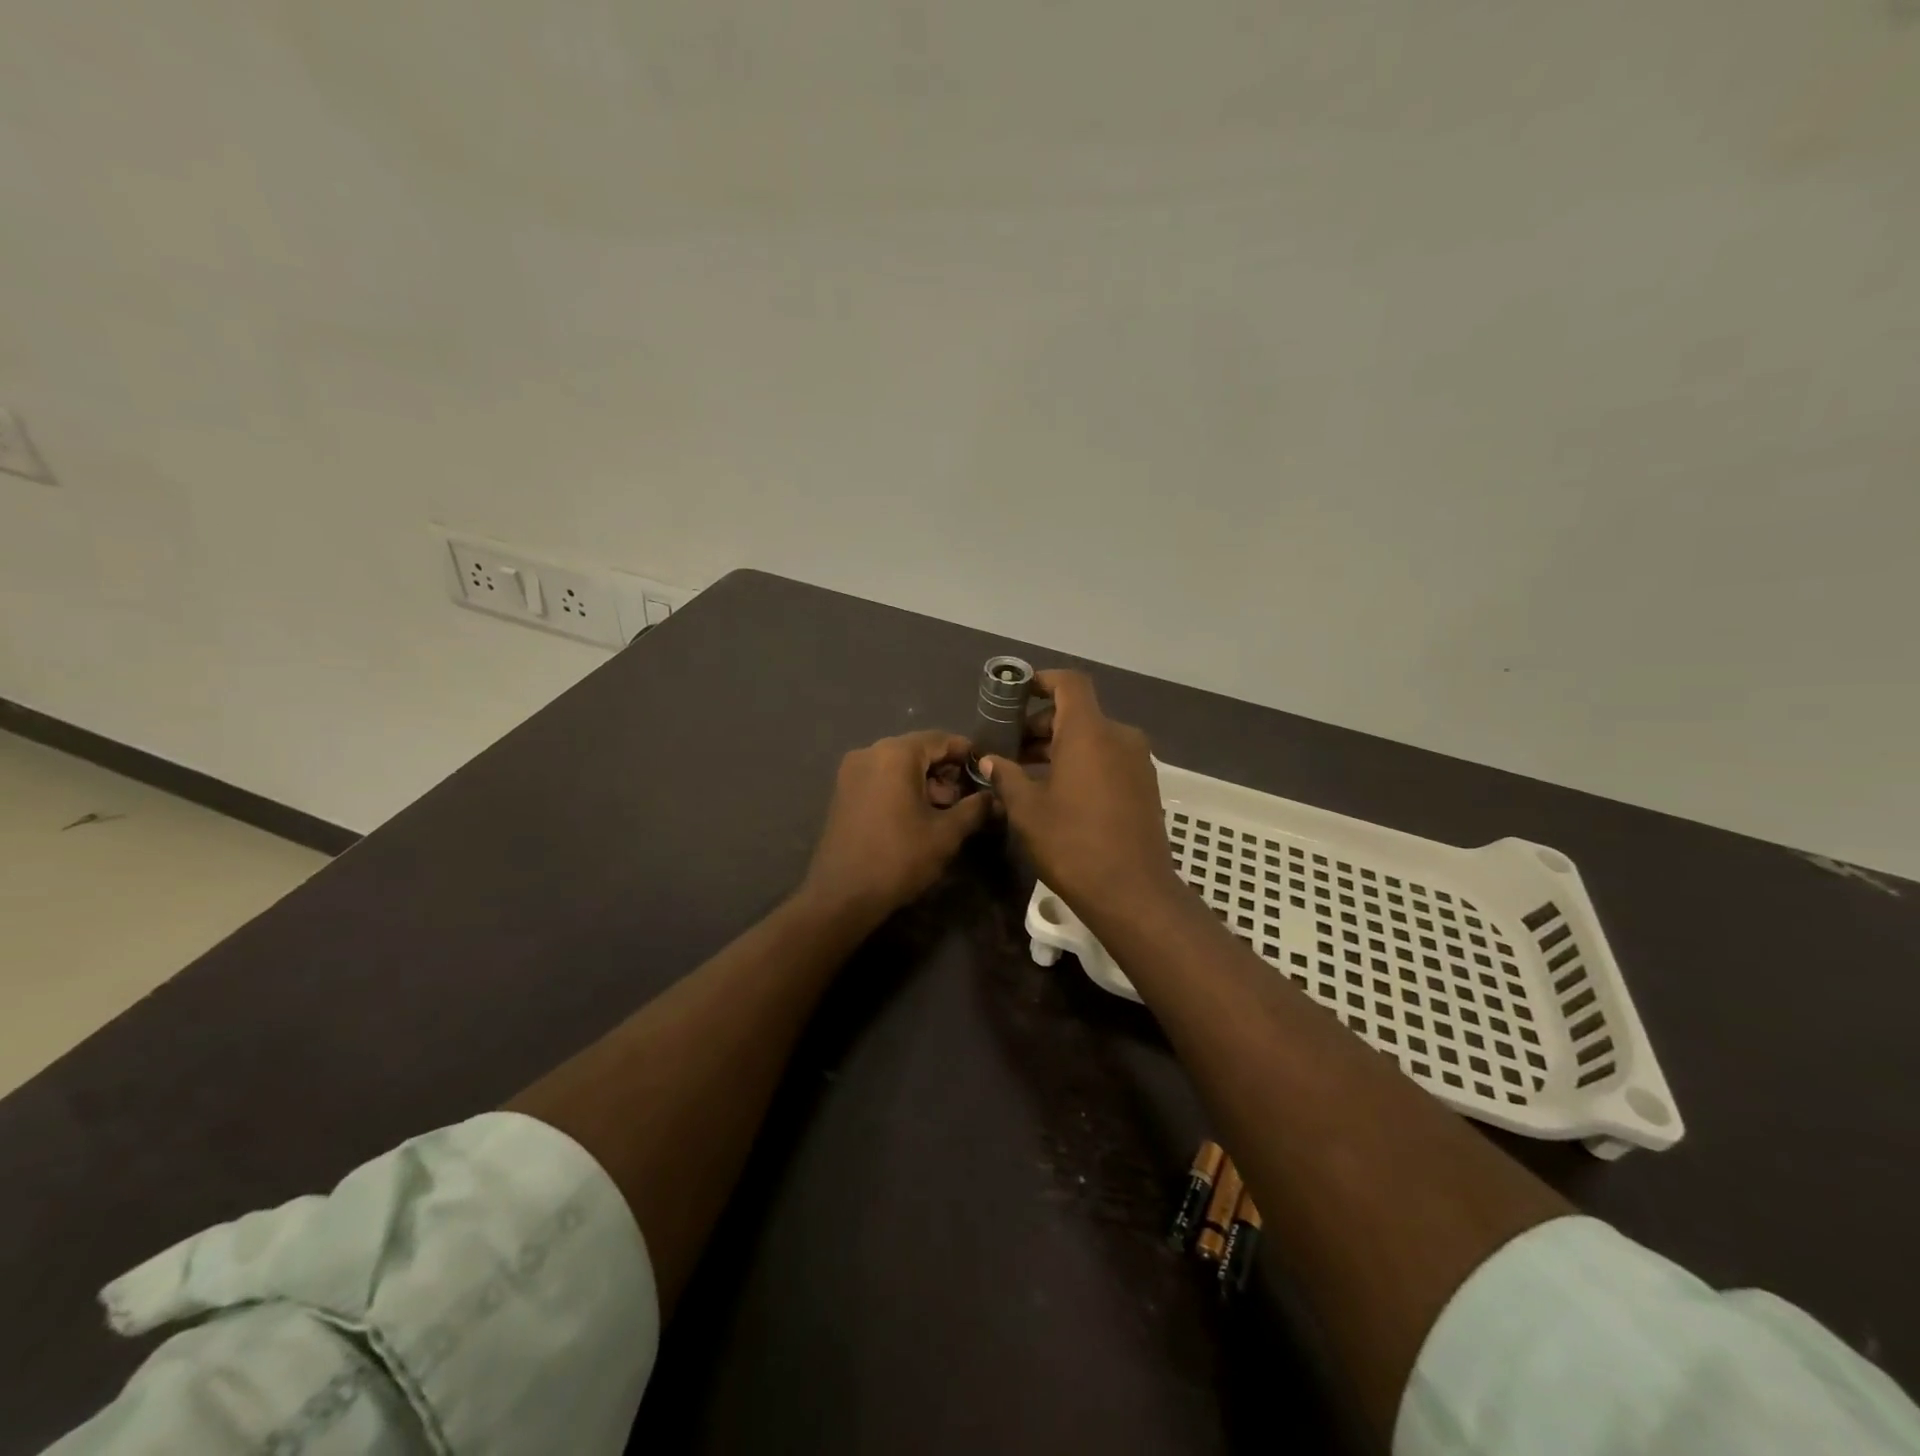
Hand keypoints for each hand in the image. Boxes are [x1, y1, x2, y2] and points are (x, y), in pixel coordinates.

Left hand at [799, 730, 992, 925]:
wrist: (842, 895)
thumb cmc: (899, 858)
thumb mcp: (946, 833)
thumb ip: (974, 808)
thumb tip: (994, 798)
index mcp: (896, 754)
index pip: (941, 739)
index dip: (967, 754)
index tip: (987, 773)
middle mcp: (870, 752)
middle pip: (918, 750)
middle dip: (945, 771)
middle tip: (966, 799)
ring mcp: (851, 772)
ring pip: (899, 765)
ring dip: (925, 782)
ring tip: (945, 812)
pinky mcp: (843, 792)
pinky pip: (881, 778)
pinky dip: (902, 789)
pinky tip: (917, 816)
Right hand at [979, 671, 1180, 923]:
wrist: (1133, 892)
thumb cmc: (1073, 844)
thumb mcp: (1027, 810)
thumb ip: (1007, 777)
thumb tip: (990, 760)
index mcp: (1089, 733)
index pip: (1069, 684)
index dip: (1042, 681)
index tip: (1016, 694)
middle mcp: (1119, 737)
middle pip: (1078, 713)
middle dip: (1041, 723)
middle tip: (1010, 747)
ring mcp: (1137, 762)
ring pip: (1093, 737)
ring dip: (1060, 746)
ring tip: (1027, 772)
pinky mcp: (1145, 785)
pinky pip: (1108, 758)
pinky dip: (1082, 762)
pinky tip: (1058, 791)